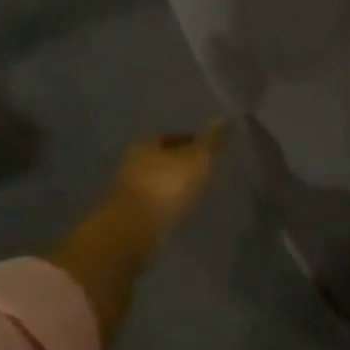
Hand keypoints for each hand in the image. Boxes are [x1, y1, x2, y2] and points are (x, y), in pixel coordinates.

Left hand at [106, 124, 224, 238]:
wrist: (134, 230)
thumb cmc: (167, 186)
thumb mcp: (197, 159)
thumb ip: (210, 142)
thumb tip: (221, 119)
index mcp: (144, 145)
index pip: (170, 137)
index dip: (191, 142)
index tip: (208, 150)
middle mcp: (131, 165)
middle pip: (162, 160)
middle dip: (181, 165)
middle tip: (205, 171)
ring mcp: (128, 193)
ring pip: (157, 184)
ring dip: (174, 187)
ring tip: (197, 193)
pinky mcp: (128, 218)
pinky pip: (154, 206)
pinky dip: (167, 206)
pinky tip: (182, 212)